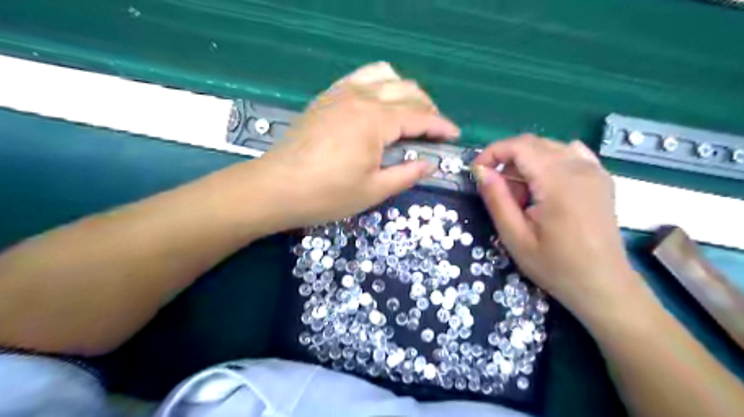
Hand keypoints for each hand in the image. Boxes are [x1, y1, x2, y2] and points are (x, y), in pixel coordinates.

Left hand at [256, 63, 459, 228]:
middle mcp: (361, 98)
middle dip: (427, 108)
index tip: (454, 135)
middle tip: (434, 130)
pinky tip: (379, 102)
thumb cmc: (326, 195)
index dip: (441, 125)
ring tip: (410, 112)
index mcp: (376, 121)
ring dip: (404, 91)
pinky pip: (359, 77)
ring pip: (384, 75)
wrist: (276, 188)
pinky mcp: (326, 97)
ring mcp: (341, 93)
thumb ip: (407, 173)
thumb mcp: (374, 190)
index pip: (419, 116)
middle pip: (406, 91)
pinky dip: (379, 83)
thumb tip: (430, 163)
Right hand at [474, 135, 642, 317]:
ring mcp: (594, 171)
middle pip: (533, 144)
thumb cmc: (555, 266)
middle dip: (507, 161)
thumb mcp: (515, 237)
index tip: (477, 173)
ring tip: (521, 195)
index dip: (492, 153)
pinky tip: (544, 186)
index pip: (519, 146)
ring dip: (526, 163)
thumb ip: (496, 199)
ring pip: (549, 148)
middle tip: (499, 192)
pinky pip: (569, 154)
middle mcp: (580, 167)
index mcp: (558, 182)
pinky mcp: (600, 178)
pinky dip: (548, 163)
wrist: (603, 285)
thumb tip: (480, 170)